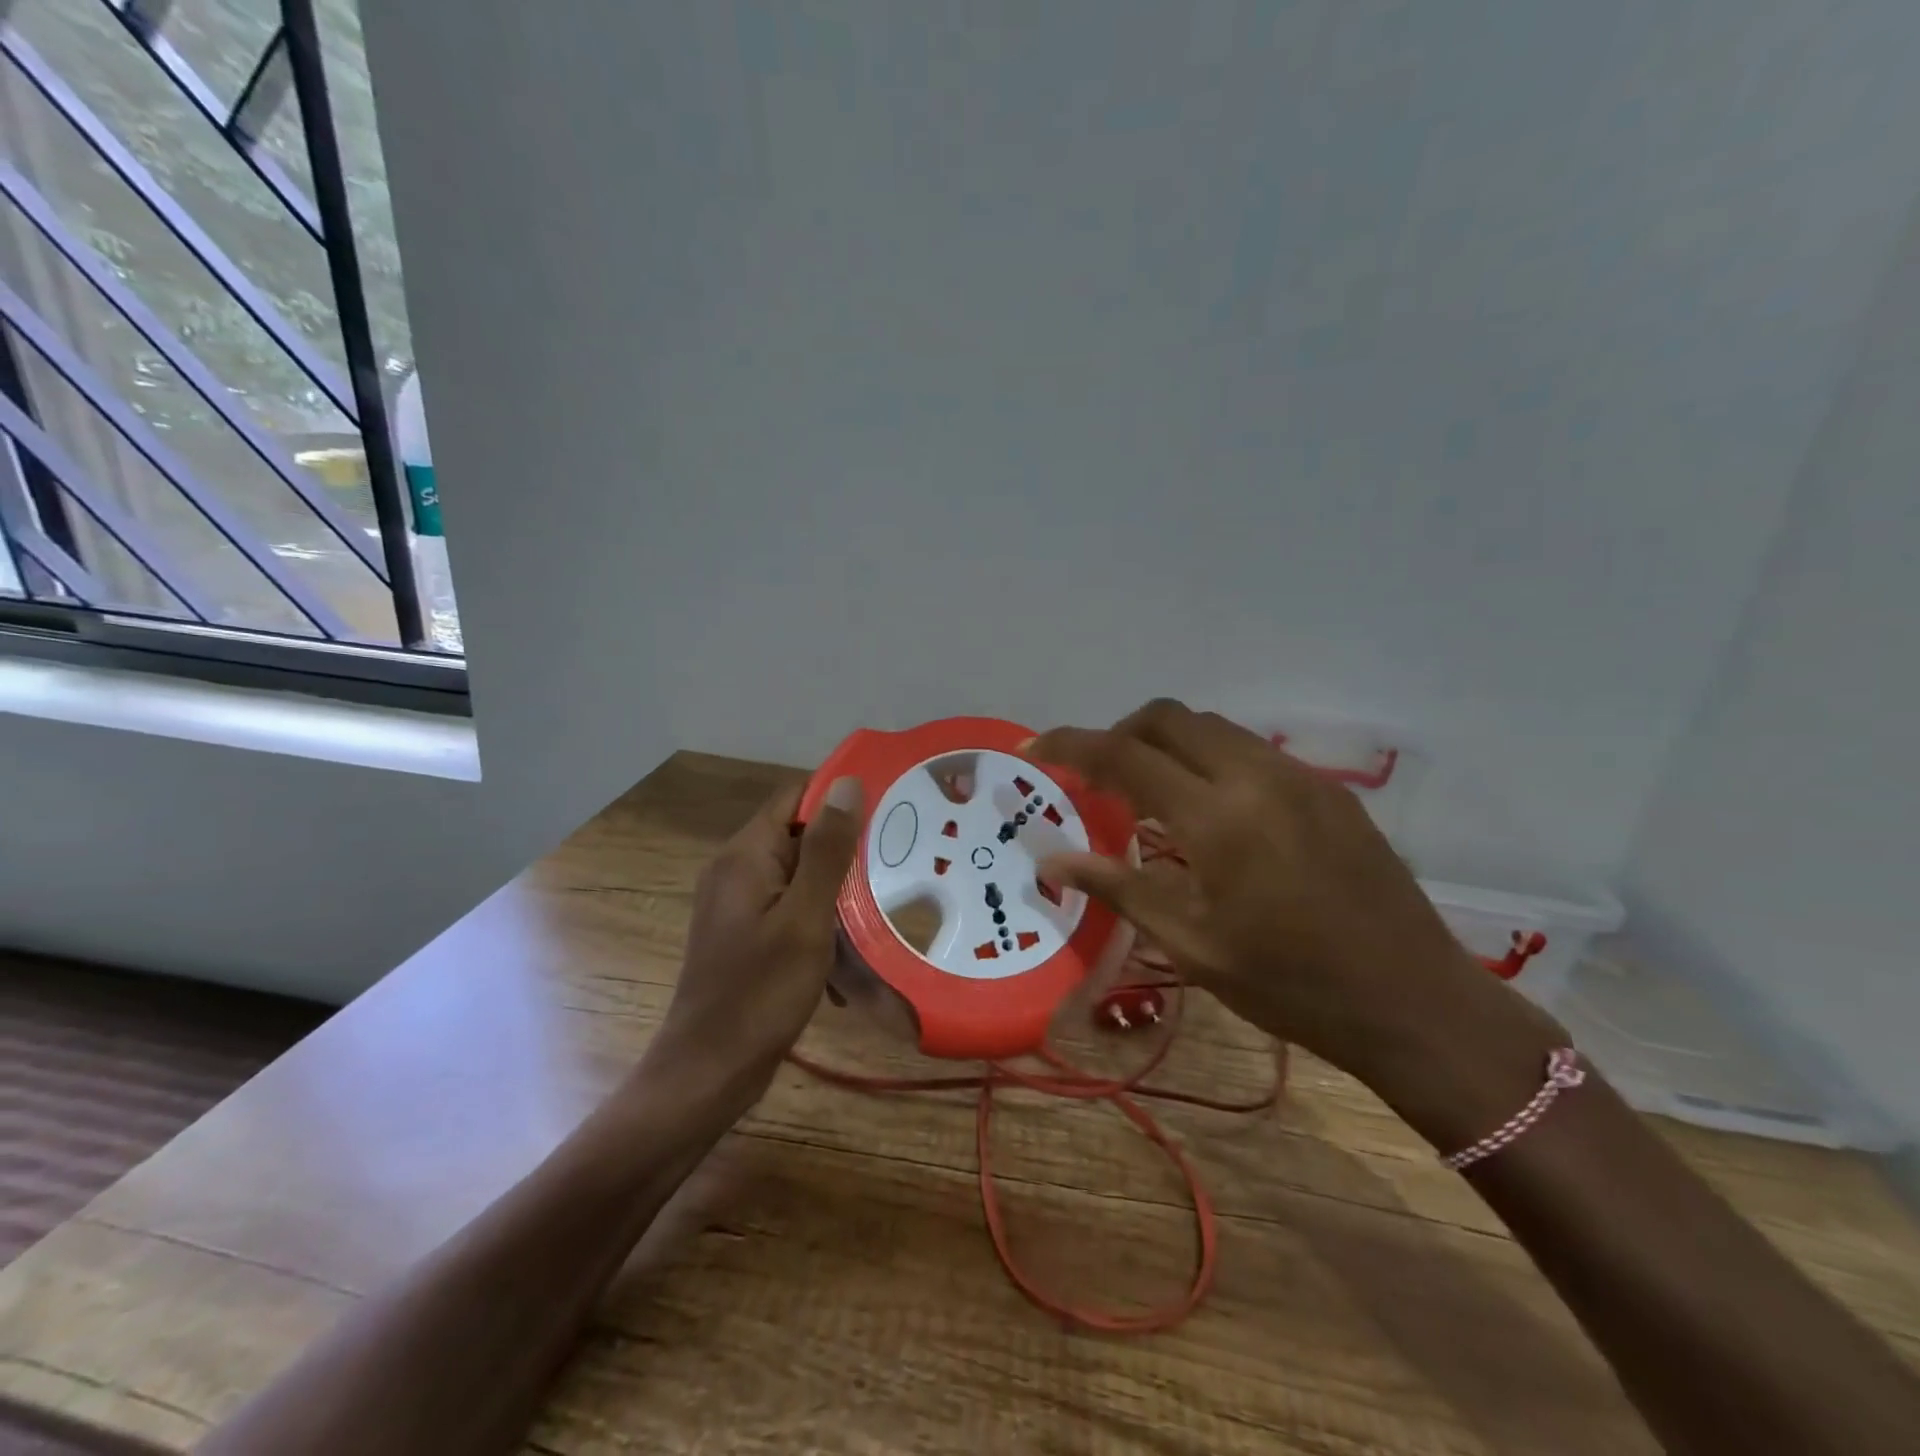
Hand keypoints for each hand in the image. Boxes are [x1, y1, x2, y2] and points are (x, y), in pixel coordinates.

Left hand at [652, 776, 862, 1098]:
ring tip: (881, 904)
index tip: (888, 809)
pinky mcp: (745, 933)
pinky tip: (848, 950)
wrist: (710, 1071)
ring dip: (836, 888)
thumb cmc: (761, 992)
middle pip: (799, 835)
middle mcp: (736, 869)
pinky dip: (820, 918)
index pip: (796, 797)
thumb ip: (827, 850)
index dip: (840, 797)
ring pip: (799, 874)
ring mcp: (738, 903)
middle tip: (896, 861)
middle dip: (845, 848)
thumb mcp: (805, 917)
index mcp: (746, 855)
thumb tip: (848, 783)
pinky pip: (790, 906)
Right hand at [1025, 700, 1549, 1093]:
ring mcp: (1299, 776)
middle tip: (1095, 777)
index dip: (1071, 744)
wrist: (1414, 1002)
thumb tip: (1053, 859)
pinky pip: (1250, 750)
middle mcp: (1256, 776)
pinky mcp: (1329, 788)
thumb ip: (1118, 887)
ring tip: (1148, 792)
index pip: (1123, 755)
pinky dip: (1209, 759)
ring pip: (1212, 726)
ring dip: (1166, 743)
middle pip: (1168, 717)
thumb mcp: (1192, 945)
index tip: (1035, 747)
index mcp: (1216, 818)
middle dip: (1119, 733)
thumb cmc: (1290, 985)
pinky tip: (1209, 811)